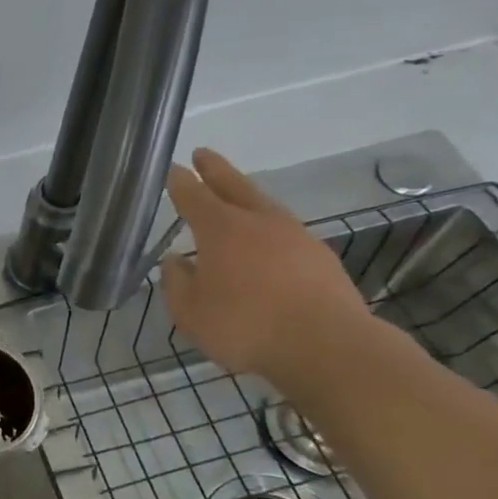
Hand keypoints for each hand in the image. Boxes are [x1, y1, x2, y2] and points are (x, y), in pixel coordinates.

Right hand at [161, 148, 372, 378]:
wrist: (326, 345)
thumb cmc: (245, 326)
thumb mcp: (190, 312)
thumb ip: (177, 282)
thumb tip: (174, 261)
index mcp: (221, 230)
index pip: (193, 196)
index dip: (180, 182)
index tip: (171, 169)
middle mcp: (258, 222)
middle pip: (234, 186)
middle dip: (215, 170)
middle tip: (202, 154)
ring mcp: (295, 236)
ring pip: (264, 205)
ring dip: (245, 195)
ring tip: (234, 194)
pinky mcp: (319, 256)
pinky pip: (285, 230)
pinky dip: (268, 227)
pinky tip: (265, 240)